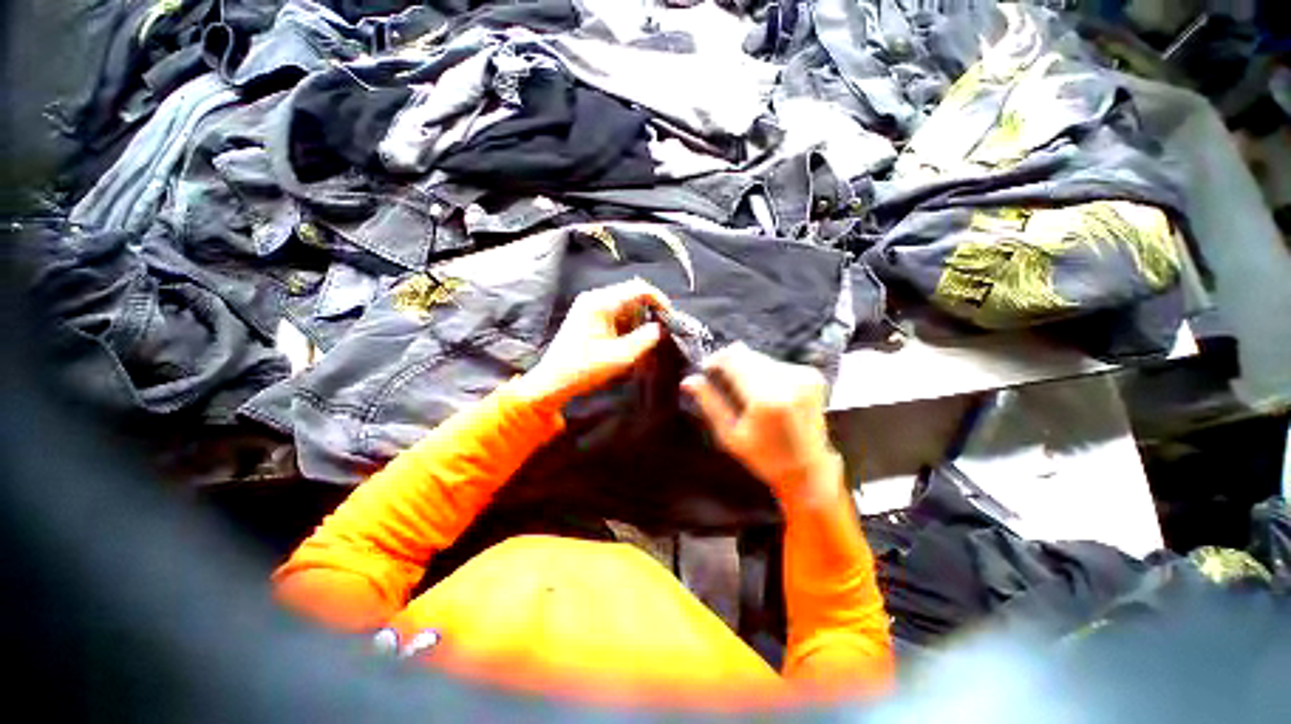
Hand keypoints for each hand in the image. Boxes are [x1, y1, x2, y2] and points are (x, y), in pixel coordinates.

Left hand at [512, 278, 670, 408]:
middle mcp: (595, 298)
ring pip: (625, 307)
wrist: (553, 381)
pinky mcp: (588, 317)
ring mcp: (590, 306)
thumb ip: (645, 339)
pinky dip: (626, 327)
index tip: (670, 319)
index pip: (639, 288)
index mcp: (601, 302)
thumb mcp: (621, 356)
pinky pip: (615, 315)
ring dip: (637, 323)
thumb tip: (661, 327)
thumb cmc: (585, 369)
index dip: (659, 301)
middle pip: (632, 296)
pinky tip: (628, 345)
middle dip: (648, 314)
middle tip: (658, 335)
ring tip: (643, 345)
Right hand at [682, 343, 840, 506]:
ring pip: (760, 357)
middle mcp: (787, 380)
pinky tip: (766, 394)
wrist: (809, 468)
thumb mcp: (729, 435)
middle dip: (731, 363)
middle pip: (747, 354)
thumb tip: (688, 380)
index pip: (733, 358)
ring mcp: (803, 375)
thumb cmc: (764, 456)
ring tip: (746, 393)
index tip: (707, 369)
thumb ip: (709, 403)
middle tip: (723, 383)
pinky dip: (765, 373)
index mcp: (765, 398)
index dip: (716, 359)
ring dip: (747, 368)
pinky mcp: (812, 375)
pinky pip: (777, 363)